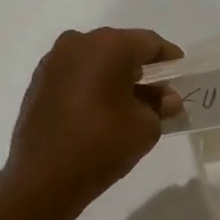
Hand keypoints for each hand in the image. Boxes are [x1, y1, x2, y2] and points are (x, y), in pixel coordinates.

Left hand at [2, 27, 183, 211]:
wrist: (43, 178)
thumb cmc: (102, 145)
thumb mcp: (146, 127)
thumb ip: (160, 106)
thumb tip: (165, 98)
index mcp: (109, 45)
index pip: (150, 43)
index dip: (169, 59)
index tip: (181, 77)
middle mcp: (78, 42)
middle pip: (121, 47)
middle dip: (141, 68)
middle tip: (158, 93)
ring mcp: (54, 60)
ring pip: (95, 59)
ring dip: (114, 75)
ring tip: (129, 104)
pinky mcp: (39, 80)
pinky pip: (75, 73)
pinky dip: (91, 84)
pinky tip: (100, 109)